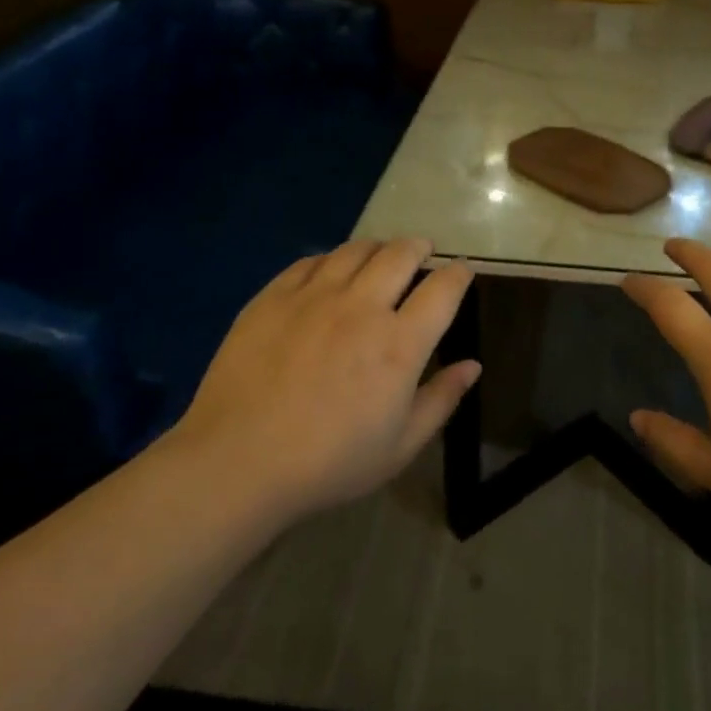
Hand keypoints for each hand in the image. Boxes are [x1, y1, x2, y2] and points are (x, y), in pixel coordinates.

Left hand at [166, 239, 478, 520]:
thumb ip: (441, 399)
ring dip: (378, 247)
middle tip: (422, 252)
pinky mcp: (274, 297)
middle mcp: (362, 307)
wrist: (238, 462)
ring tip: (380, 255)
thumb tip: (472, 365)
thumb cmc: (329, 463)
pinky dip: (331, 260)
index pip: (443, 288)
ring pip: (356, 249)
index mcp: (400, 343)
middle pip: (401, 254)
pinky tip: (330, 271)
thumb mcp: (400, 446)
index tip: (461, 271)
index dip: (458, 273)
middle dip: (419, 247)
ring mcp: (314, 296)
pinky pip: (311, 261)